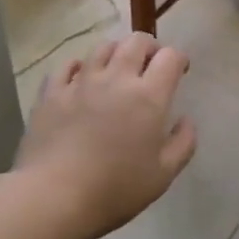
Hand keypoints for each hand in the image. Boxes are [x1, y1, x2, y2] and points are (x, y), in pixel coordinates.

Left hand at [16, 32, 196, 238]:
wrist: (53, 196)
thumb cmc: (115, 189)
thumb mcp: (163, 175)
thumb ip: (183, 143)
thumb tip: (186, 120)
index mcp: (148, 96)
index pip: (169, 57)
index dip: (179, 59)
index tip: (180, 71)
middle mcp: (116, 79)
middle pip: (136, 42)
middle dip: (150, 47)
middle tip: (151, 64)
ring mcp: (81, 82)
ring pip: (102, 48)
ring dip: (116, 52)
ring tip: (118, 68)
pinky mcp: (52, 92)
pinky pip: (67, 66)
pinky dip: (79, 66)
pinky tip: (81, 77)